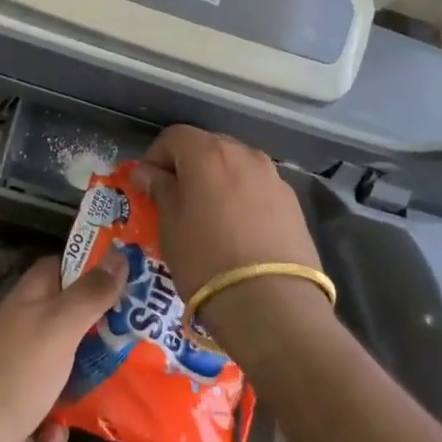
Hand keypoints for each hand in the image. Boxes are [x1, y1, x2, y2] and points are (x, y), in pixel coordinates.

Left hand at [0, 255, 124, 441]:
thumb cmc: (15, 373)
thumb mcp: (60, 327)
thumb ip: (90, 294)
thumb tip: (120, 256)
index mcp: (31, 297)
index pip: (66, 266)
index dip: (97, 269)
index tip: (134, 280)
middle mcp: (24, 325)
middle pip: (72, 317)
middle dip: (102, 331)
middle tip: (139, 340)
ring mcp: (18, 366)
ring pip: (64, 364)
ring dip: (84, 381)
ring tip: (117, 391)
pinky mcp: (15, 406)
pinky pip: (48, 407)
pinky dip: (57, 422)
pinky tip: (57, 434)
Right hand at [129, 123, 322, 299]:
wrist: (272, 305)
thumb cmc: (206, 259)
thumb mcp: (170, 225)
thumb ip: (160, 189)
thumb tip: (148, 172)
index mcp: (208, 153)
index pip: (174, 136)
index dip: (156, 157)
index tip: (147, 185)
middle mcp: (244, 154)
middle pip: (208, 146)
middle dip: (188, 166)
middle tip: (176, 199)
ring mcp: (273, 177)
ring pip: (236, 167)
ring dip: (218, 181)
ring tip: (209, 217)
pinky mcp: (293, 203)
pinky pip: (258, 189)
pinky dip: (243, 198)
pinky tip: (238, 231)